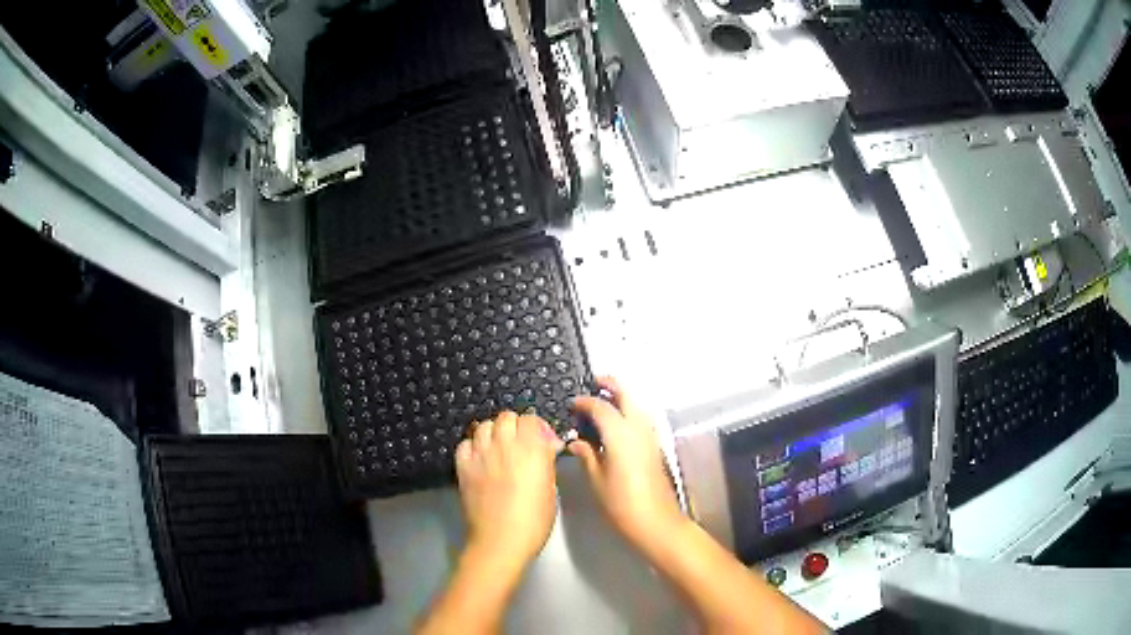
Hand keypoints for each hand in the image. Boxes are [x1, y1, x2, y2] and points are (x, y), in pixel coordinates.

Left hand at [456, 411, 563, 569]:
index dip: (538, 428)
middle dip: (515, 426)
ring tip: (499, 449)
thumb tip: (547, 447)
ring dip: (494, 433)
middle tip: (521, 444)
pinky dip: (473, 446)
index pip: (531, 420)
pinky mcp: (463, 466)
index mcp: (531, 449)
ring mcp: (480, 454)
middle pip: (506, 417)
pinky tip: (480, 459)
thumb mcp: (551, 490)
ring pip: (484, 426)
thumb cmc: (534, 521)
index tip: (543, 442)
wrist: (500, 541)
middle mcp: (504, 445)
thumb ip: (547, 463)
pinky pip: (465, 443)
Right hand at [569, 377, 686, 551]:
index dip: (584, 401)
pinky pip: (640, 419)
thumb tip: (576, 441)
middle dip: (610, 385)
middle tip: (593, 383)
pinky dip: (628, 412)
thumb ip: (587, 455)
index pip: (601, 406)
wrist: (655, 521)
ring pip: (637, 405)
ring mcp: (650, 436)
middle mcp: (638, 428)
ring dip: (621, 398)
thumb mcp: (596, 479)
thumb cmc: (621, 503)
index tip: (571, 403)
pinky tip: (614, 425)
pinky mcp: (655, 446)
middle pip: (626, 395)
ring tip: (601, 402)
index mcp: (621, 433)